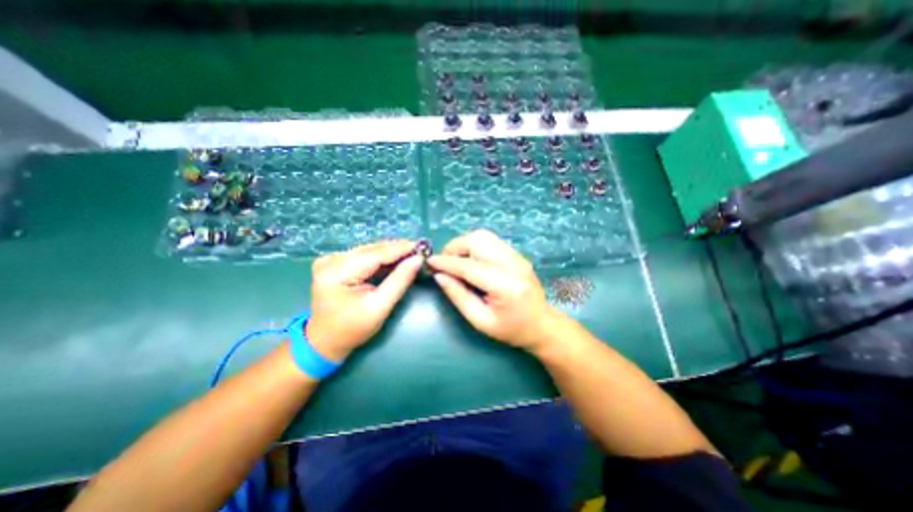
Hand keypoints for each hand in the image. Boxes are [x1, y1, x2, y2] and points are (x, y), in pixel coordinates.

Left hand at [304, 243, 421, 361]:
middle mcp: (331, 260)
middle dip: (397, 249)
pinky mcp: (334, 263)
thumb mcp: (379, 307)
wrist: (325, 341)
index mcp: (337, 272)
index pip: (375, 254)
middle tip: (420, 250)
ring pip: (369, 250)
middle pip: (372, 249)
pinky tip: (395, 259)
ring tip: (411, 253)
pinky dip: (381, 258)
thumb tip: (418, 260)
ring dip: (391, 252)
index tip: (422, 247)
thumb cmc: (352, 329)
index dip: (401, 249)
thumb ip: (399, 281)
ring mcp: (331, 260)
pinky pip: (364, 255)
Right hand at [429, 231, 564, 349]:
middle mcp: (512, 263)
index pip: (469, 266)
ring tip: (455, 261)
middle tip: (444, 263)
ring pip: (483, 236)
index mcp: (505, 285)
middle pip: (477, 240)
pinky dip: (474, 246)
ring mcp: (517, 256)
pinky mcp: (516, 254)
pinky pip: (490, 241)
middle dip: (454, 248)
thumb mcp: (480, 321)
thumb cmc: (511, 329)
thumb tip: (439, 276)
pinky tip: (470, 260)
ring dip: (463, 244)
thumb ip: (458, 296)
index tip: (429, 262)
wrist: (542, 324)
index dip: (446, 262)